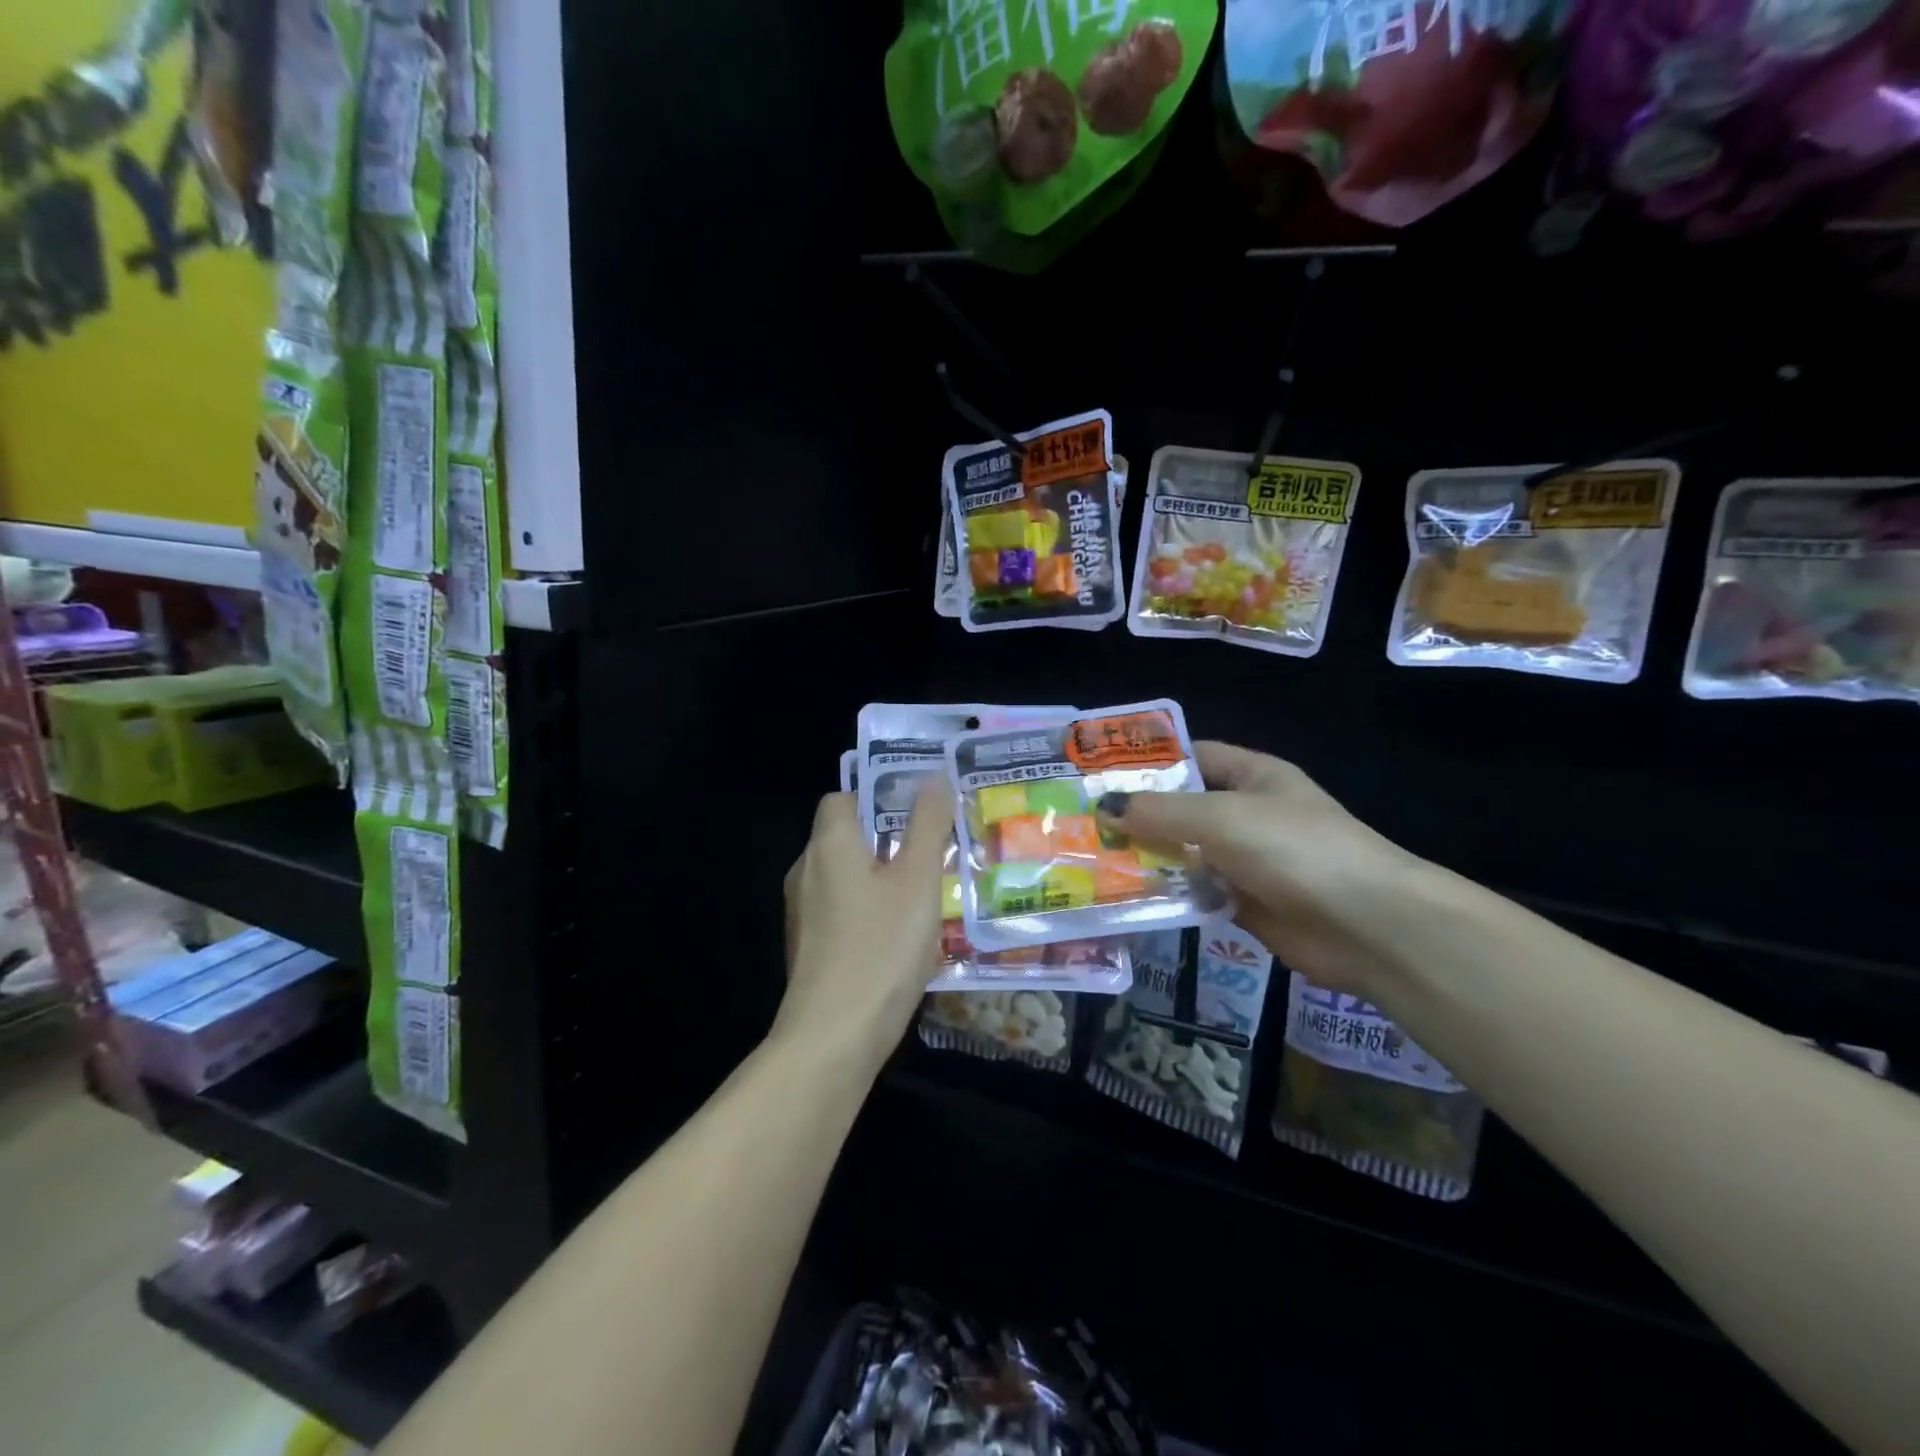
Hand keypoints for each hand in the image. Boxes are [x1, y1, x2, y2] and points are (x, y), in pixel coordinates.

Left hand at [776, 781, 953, 1067]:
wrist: (833, 1037)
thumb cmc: (881, 947)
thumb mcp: (917, 880)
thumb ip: (927, 824)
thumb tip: (932, 776)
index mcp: (829, 845)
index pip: (844, 798)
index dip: (880, 796)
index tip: (920, 810)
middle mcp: (807, 871)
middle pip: (847, 837)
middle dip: (890, 839)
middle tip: (936, 851)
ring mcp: (803, 913)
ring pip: (847, 877)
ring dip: (883, 878)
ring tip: (928, 893)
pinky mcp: (809, 947)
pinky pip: (843, 911)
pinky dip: (870, 911)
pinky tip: (903, 936)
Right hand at [1097, 742, 1423, 993]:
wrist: (1366, 925)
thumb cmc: (1294, 849)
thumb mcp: (1221, 817)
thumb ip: (1161, 812)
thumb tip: (1104, 807)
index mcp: (1253, 776)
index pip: (1192, 757)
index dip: (1149, 763)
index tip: (1098, 775)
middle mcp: (1247, 814)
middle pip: (1182, 809)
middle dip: (1137, 816)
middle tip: (1080, 823)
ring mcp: (1246, 861)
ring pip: (1184, 854)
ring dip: (1146, 859)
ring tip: (1089, 861)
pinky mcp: (1244, 904)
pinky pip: (1195, 893)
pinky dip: (1166, 895)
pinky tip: (1125, 898)